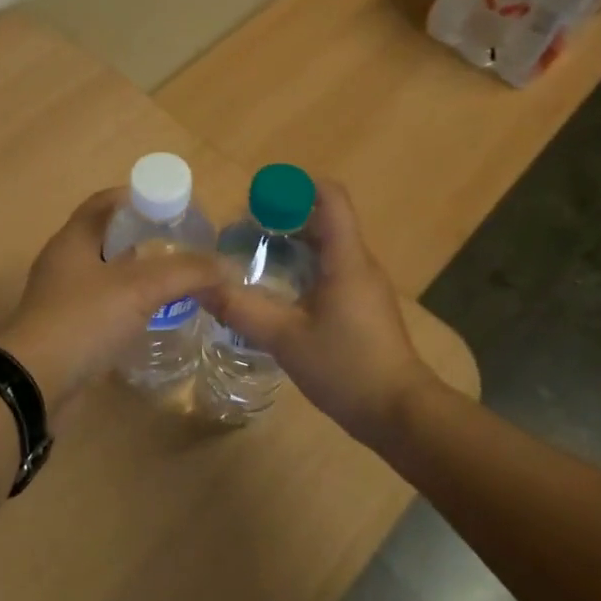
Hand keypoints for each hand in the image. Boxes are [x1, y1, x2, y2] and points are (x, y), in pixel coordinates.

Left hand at [0, 188, 220, 412]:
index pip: (106, 201)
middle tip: (183, 246)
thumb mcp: (140, 288)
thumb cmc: (83, 320)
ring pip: (107, 273)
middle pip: (109, 236)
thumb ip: (186, 272)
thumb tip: (227, 266)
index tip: (175, 208)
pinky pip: (103, 305)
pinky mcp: (67, 329)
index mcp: (73, 239)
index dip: (140, 197)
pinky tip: (153, 315)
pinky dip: (128, 304)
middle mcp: (65, 262)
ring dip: (138, 273)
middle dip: (145, 237)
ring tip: (175, 281)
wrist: (35, 384)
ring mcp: (62, 297)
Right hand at [199, 178, 435, 448]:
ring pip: (326, 247)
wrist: (399, 413)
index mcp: (346, 258)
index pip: (329, 196)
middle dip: (282, 218)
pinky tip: (277, 294)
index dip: (294, 186)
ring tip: (252, 261)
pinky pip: (331, 271)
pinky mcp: (363, 306)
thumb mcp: (285, 339)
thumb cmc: (346, 368)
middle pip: (323, 219)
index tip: (258, 199)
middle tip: (242, 234)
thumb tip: (201, 286)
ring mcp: (364, 286)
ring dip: (290, 246)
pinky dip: (302, 270)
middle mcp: (359, 263)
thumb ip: (242, 310)